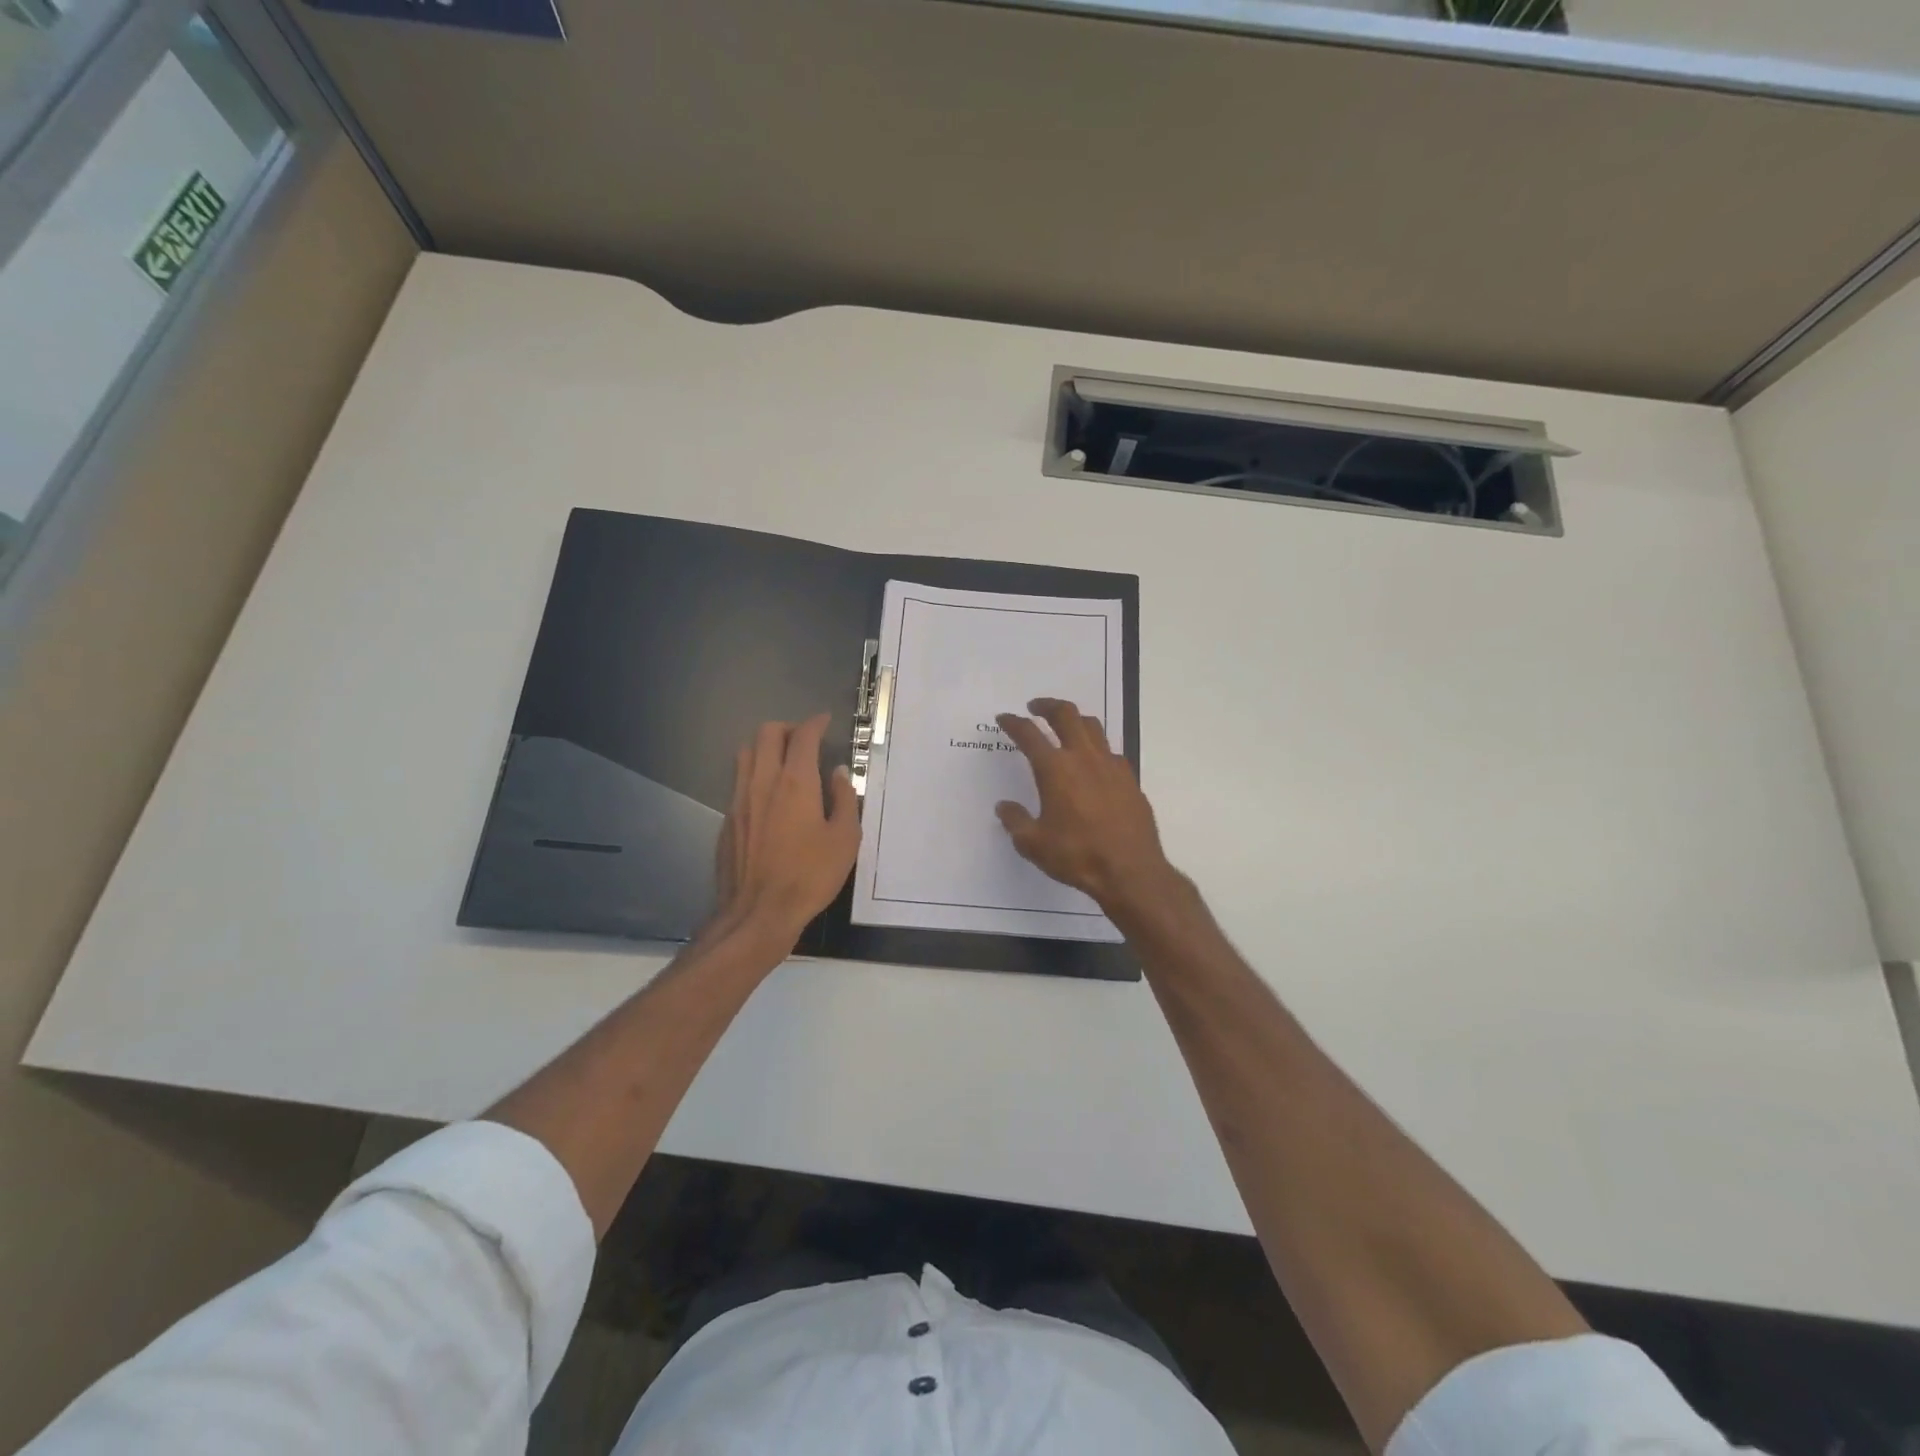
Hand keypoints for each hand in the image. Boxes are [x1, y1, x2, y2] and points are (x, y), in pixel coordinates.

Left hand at [710, 714, 859, 950]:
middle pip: (767, 734)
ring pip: (746, 753)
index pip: (803, 736)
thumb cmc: (809, 876)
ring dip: (766, 747)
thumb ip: (844, 799)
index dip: (815, 723)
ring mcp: (739, 800)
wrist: (758, 913)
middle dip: (788, 728)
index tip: (825, 721)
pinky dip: (755, 775)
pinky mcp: (727, 820)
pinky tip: (769, 797)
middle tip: (805, 740)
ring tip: (784, 762)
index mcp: (795, 782)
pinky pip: (739, 782)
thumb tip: (839, 774)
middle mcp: (762, 782)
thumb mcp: (844, 840)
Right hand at [994, 698, 1176, 913]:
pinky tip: (1093, 762)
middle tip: (1035, 707)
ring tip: (1064, 725)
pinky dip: (1096, 747)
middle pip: (1066, 714)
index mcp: (1055, 769)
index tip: (1004, 719)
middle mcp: (1083, 758)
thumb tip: (1004, 806)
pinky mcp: (1130, 779)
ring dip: (1074, 719)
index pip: (1029, 734)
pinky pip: (1110, 751)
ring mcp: (1111, 765)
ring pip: (1092, 726)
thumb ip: (1015, 821)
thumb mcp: (1034, 844)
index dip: (1014, 723)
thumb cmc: (1077, 855)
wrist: (1131, 870)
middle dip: (1047, 705)